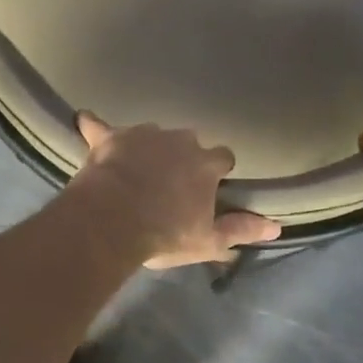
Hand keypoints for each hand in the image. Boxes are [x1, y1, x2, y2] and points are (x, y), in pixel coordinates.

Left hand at [68, 113, 281, 268]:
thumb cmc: (164, 233)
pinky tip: (85, 122)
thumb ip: (241, 229)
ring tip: (134, 170)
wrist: (113, 221)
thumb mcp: (207, 240)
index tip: (207, 188)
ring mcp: (144, 134)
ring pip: (151, 134)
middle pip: (188, 142)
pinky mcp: (111, 137)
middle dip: (181, 157)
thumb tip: (277, 227)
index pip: (223, 158)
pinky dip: (94, 127)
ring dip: (147, 147)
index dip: (216, 172)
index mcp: (205, 164)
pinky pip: (99, 125)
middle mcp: (180, 140)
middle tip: (168, 183)